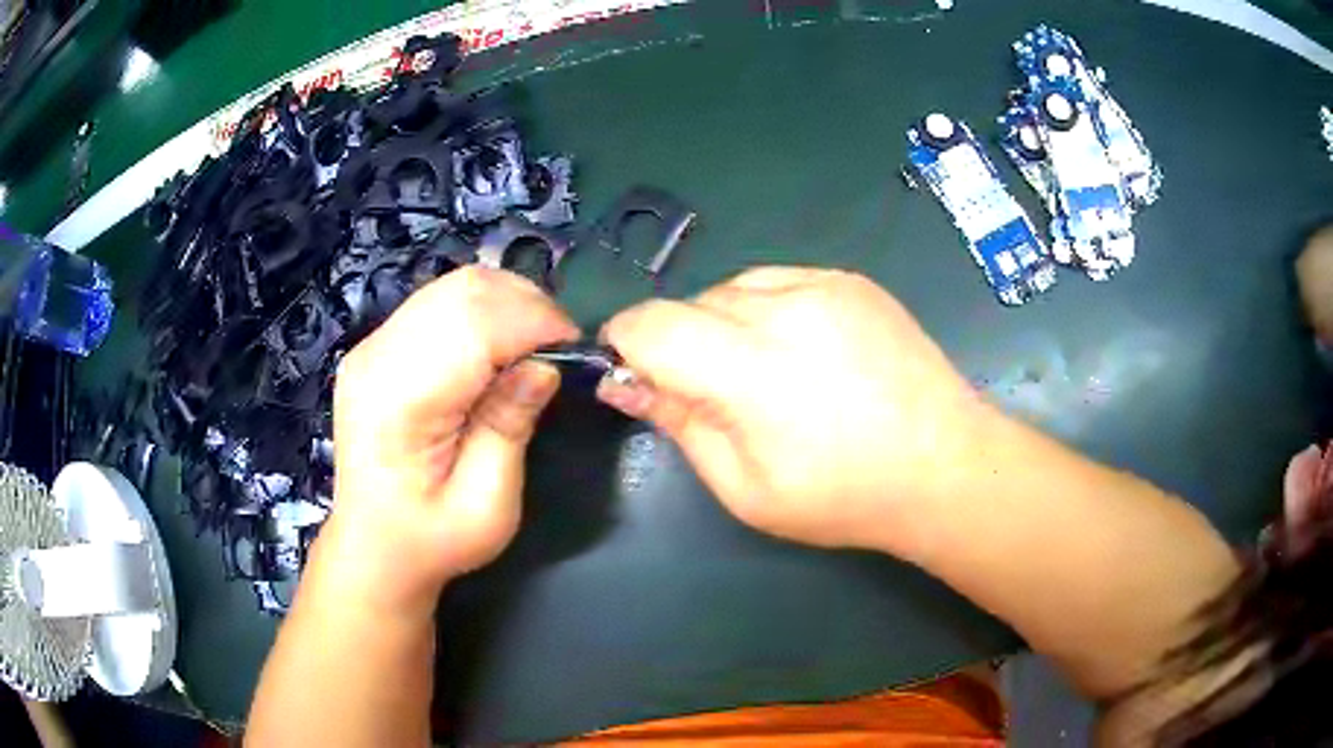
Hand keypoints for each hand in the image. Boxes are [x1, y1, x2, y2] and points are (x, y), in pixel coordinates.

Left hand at [314, 267, 577, 618]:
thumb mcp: (487, 503)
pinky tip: (498, 344)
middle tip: (559, 343)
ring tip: (534, 341)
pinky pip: (438, 301)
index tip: (575, 347)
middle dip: (525, 304)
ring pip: (452, 286)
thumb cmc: (432, 539)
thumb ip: (510, 427)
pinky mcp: (377, 345)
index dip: (534, 322)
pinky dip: (481, 309)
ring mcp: (371, 346)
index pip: (474, 325)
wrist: (373, 547)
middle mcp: (377, 358)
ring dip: (505, 301)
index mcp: (399, 401)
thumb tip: (544, 366)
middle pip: (462, 291)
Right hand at [598, 267, 989, 555]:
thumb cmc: (844, 496)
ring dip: (726, 325)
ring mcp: (825, 284)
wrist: (944, 464)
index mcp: (754, 371)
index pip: (651, 324)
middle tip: (719, 396)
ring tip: (768, 373)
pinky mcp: (851, 279)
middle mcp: (786, 308)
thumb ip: (680, 425)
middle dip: (683, 345)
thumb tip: (623, 380)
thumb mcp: (745, 489)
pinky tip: (803, 351)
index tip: (634, 374)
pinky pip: (779, 280)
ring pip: (733, 288)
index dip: (626, 343)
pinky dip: (768, 310)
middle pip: (691, 304)